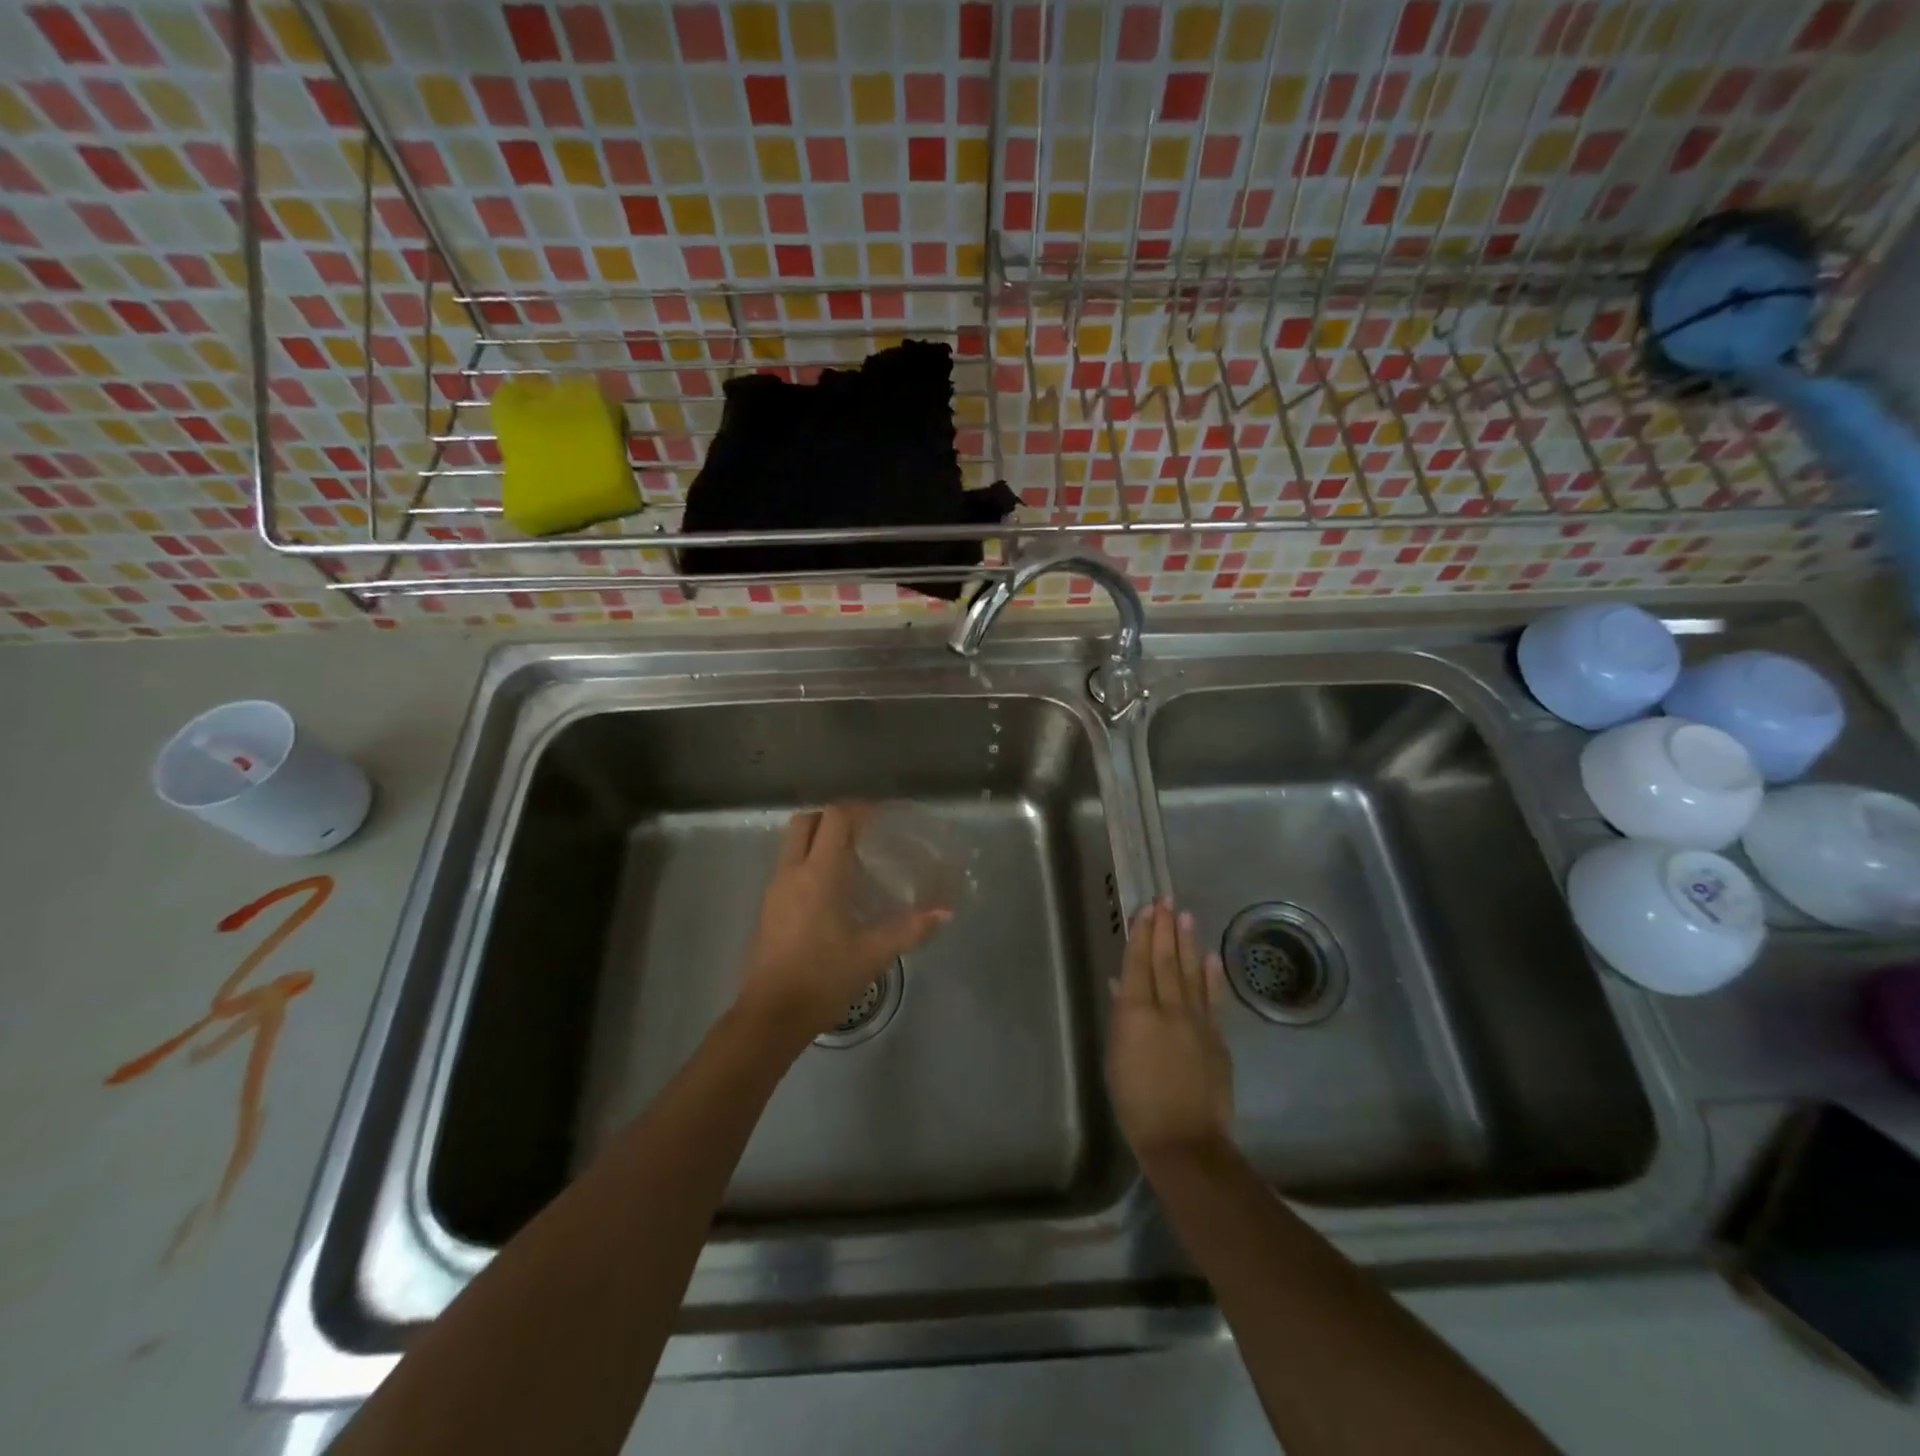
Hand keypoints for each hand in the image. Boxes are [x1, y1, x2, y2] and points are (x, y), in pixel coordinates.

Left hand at [736, 805, 949, 1044]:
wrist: (772, 1015)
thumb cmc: (823, 978)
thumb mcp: (873, 954)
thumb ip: (911, 929)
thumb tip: (946, 912)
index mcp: (818, 874)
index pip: (834, 819)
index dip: (859, 810)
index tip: (881, 820)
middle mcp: (792, 872)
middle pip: (805, 821)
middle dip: (832, 818)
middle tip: (862, 833)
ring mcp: (774, 890)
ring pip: (792, 844)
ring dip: (818, 839)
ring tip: (850, 860)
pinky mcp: (768, 908)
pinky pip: (787, 867)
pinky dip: (808, 862)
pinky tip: (832, 892)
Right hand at [1107, 899, 1232, 1160]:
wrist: (1183, 1139)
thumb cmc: (1135, 1101)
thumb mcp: (1116, 1056)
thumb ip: (1121, 1016)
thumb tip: (1121, 984)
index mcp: (1136, 1012)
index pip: (1138, 962)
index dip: (1142, 933)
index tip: (1147, 908)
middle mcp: (1168, 1008)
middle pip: (1165, 960)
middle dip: (1165, 928)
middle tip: (1166, 900)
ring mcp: (1197, 1021)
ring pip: (1190, 972)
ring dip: (1187, 942)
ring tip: (1186, 915)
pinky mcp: (1217, 1037)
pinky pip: (1213, 998)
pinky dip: (1212, 975)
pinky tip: (1210, 956)